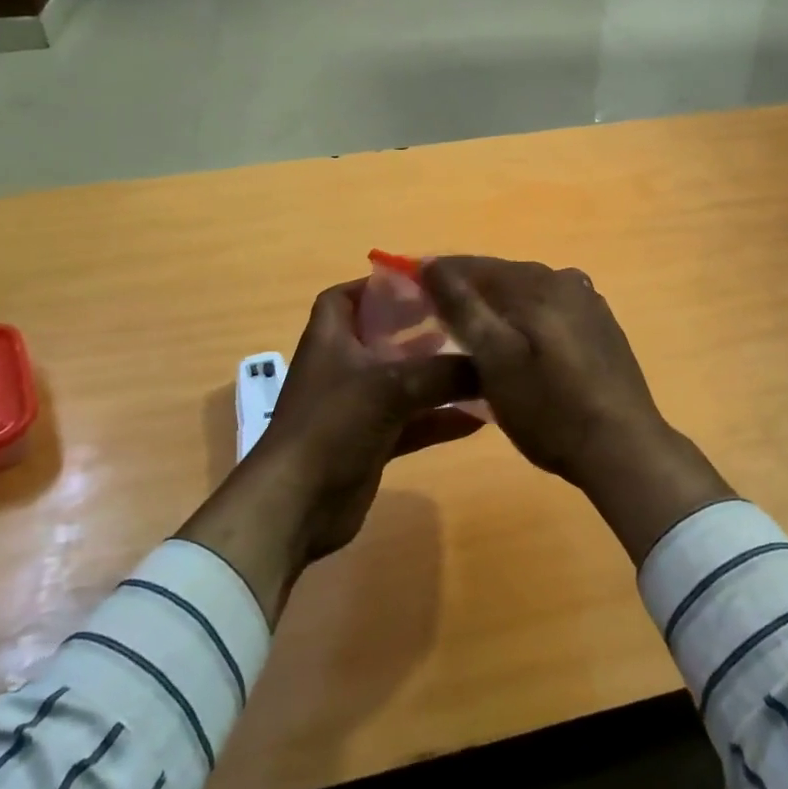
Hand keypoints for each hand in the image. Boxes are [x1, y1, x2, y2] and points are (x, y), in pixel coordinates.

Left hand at [177, 280, 481, 619]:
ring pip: (400, 381)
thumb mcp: (391, 387)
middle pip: (380, 337)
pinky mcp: (370, 443)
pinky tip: (477, 420)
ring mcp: (355, 408)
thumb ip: (443, 372)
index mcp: (330, 339)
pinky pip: (410, 423)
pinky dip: (438, 419)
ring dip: (434, 375)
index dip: (376, 286)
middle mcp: (341, 367)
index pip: (345, 297)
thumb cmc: (333, 425)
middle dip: (416, 328)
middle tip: (459, 320)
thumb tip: (490, 363)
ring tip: (477, 364)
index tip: (420, 284)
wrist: (297, 504)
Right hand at [422, 257, 734, 563]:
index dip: (437, 277)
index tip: (408, 295)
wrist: (624, 449)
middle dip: (467, 294)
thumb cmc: (550, 409)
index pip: (473, 265)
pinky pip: (549, 311)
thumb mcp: (495, 360)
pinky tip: (518, 348)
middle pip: (501, 277)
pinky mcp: (600, 326)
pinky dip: (525, 321)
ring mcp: (588, 302)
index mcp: (537, 282)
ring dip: (496, 308)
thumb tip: (431, 263)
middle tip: (435, 323)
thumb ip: (463, 307)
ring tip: (472, 340)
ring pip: (526, 294)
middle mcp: (564, 279)